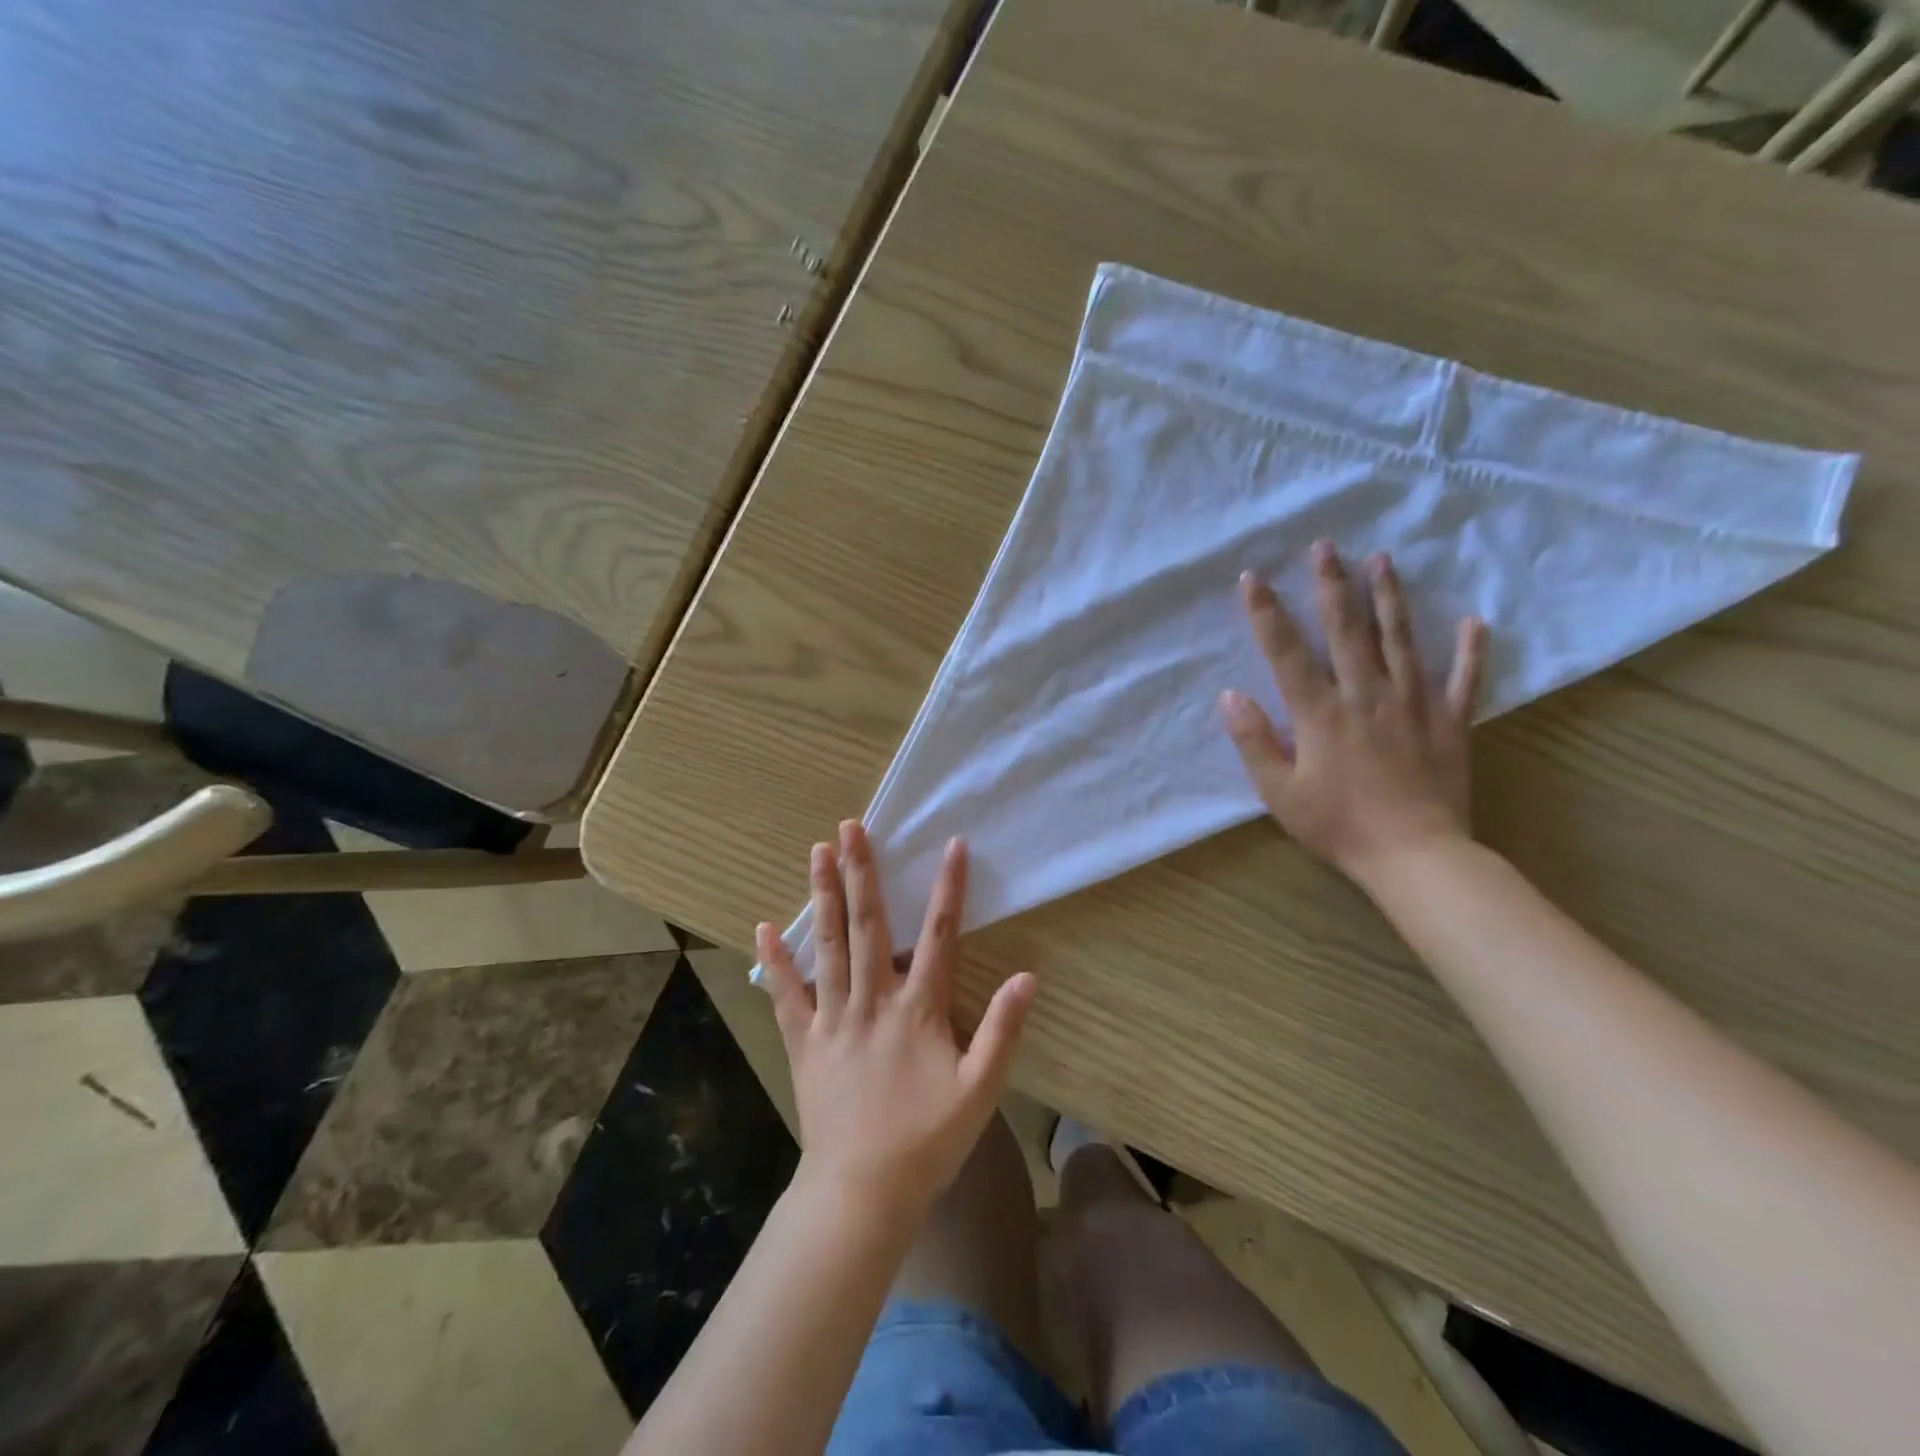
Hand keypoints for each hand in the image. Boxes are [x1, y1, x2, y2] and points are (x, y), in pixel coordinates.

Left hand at [758, 822, 1036, 1219]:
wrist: (862, 1190)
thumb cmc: (926, 1139)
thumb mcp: (980, 1090)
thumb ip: (1003, 1031)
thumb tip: (1026, 976)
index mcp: (917, 1008)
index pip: (938, 935)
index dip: (948, 889)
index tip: (952, 845)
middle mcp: (872, 999)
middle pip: (868, 924)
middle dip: (861, 872)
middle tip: (851, 827)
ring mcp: (832, 1017)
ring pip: (827, 945)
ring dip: (822, 896)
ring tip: (817, 852)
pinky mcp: (803, 1041)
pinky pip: (786, 994)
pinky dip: (774, 961)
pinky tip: (763, 928)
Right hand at [1219, 541, 1487, 886]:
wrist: (1415, 856)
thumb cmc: (1338, 825)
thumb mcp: (1279, 792)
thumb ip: (1254, 741)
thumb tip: (1230, 696)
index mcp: (1320, 713)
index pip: (1287, 653)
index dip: (1267, 614)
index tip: (1252, 578)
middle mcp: (1366, 696)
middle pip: (1346, 631)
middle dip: (1332, 586)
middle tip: (1325, 547)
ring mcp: (1413, 704)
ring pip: (1400, 641)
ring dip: (1388, 598)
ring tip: (1382, 560)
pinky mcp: (1450, 722)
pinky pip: (1464, 680)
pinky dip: (1471, 650)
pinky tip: (1474, 621)